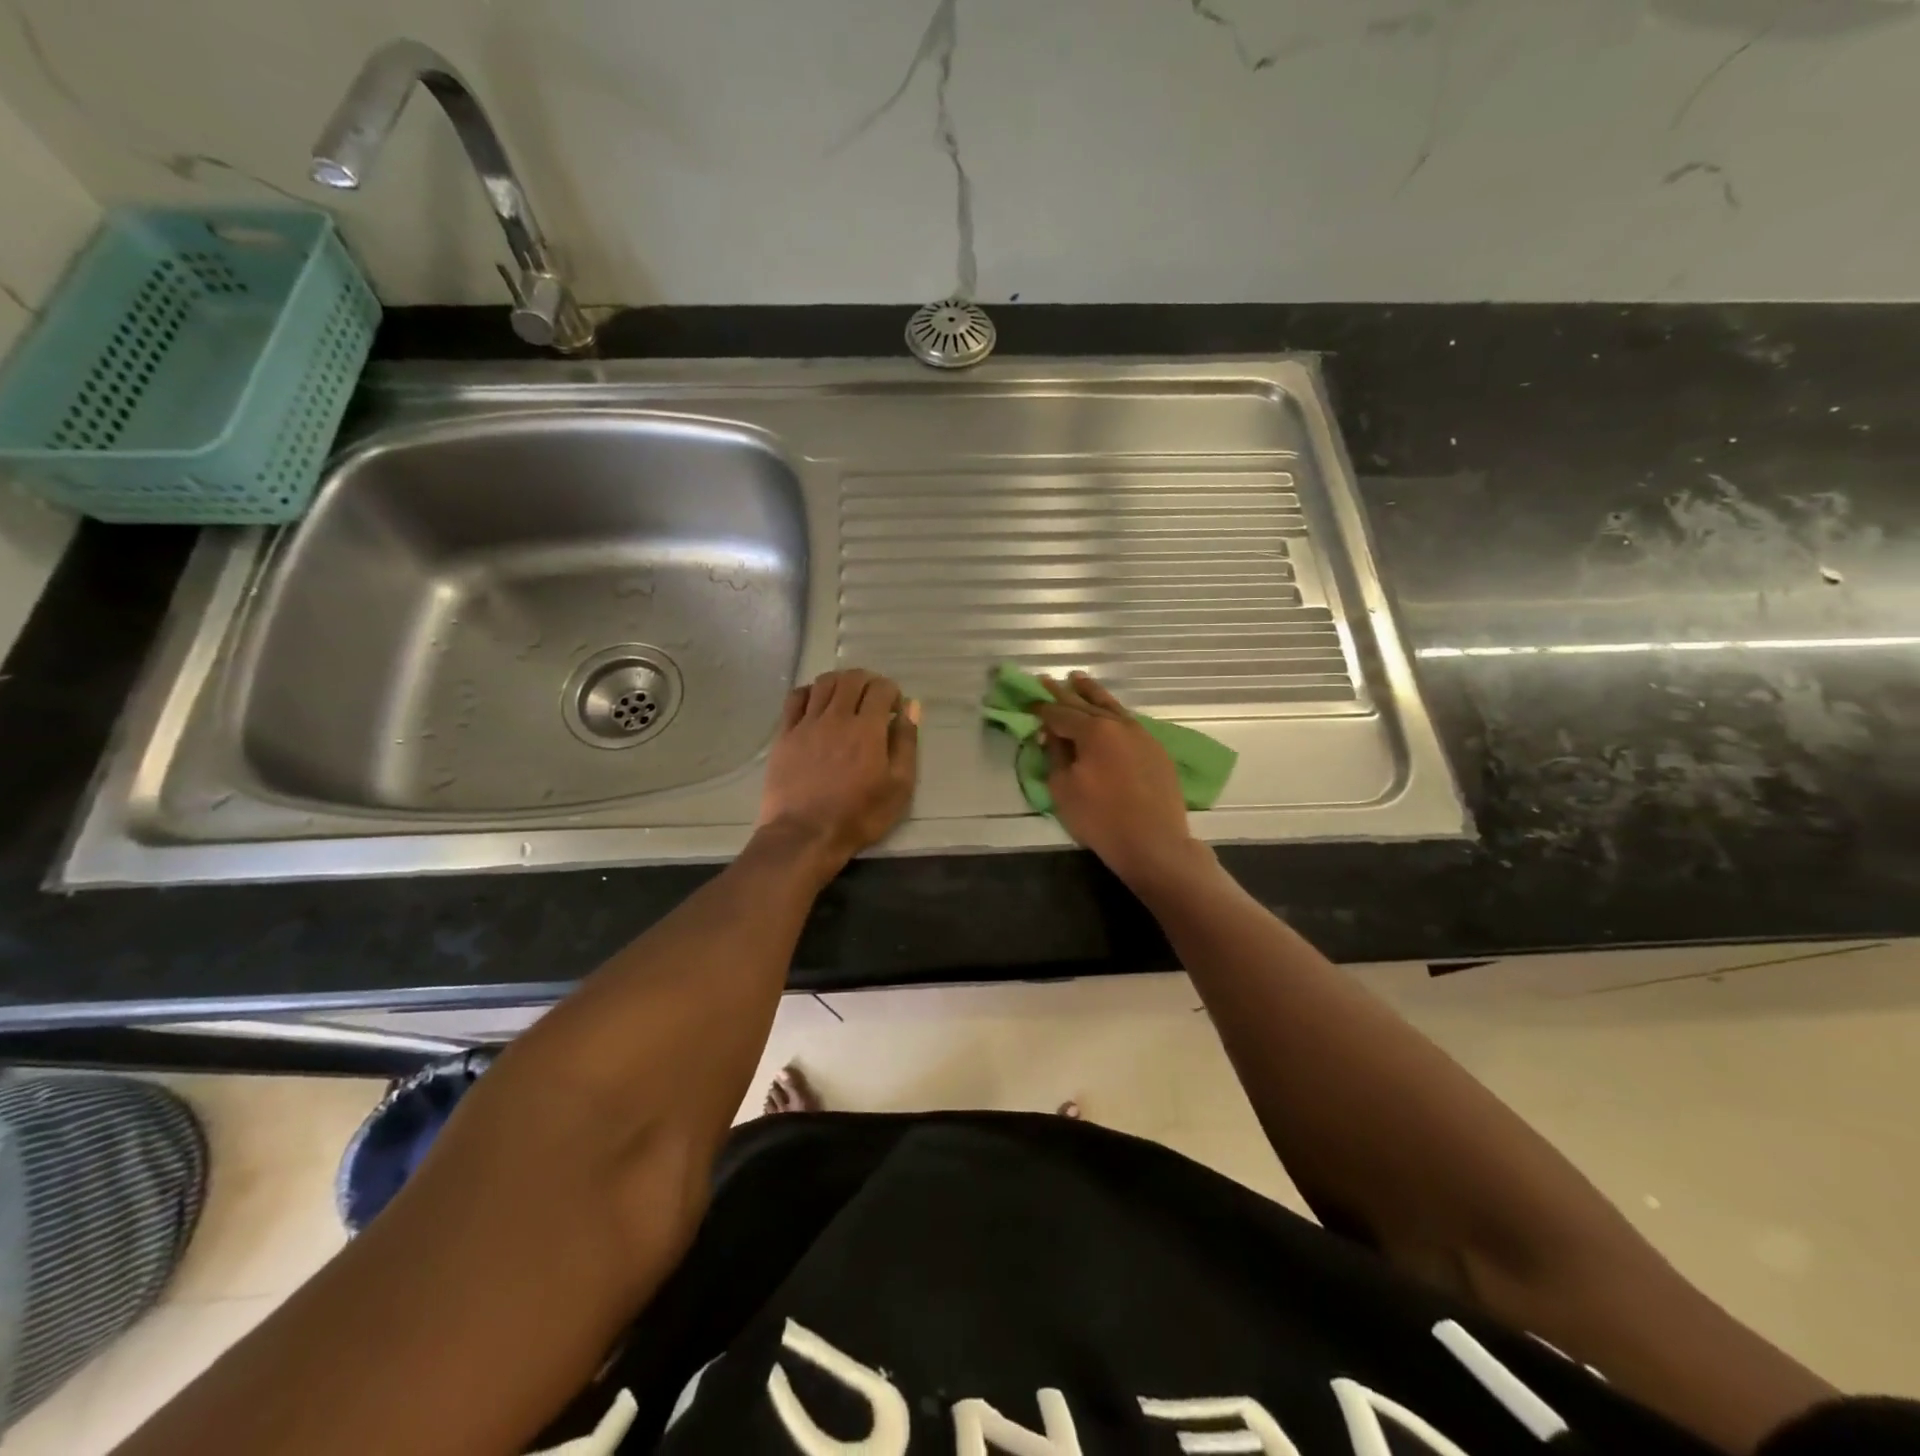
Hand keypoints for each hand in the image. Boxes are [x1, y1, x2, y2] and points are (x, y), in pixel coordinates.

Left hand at [756, 668, 918, 870]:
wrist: (804, 835)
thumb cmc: (859, 815)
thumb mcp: (899, 787)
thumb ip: (906, 744)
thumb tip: (911, 709)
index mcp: (868, 728)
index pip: (881, 688)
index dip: (892, 692)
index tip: (895, 710)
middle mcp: (837, 717)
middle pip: (852, 678)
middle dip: (868, 681)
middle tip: (873, 700)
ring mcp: (807, 724)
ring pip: (823, 683)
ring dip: (840, 682)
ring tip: (846, 698)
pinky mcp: (785, 735)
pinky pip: (795, 698)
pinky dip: (810, 692)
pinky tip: (816, 703)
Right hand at [1036, 672, 1204, 889]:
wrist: (1154, 843)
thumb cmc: (1101, 819)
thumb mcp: (1064, 789)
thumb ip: (1055, 755)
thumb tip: (1052, 734)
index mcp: (1093, 730)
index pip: (1060, 714)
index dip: (1041, 709)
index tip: (1028, 704)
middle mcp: (1119, 724)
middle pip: (1086, 703)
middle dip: (1063, 693)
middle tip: (1046, 680)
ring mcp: (1142, 735)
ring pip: (1112, 707)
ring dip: (1092, 693)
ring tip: (1078, 680)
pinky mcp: (1156, 750)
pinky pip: (1128, 722)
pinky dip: (1112, 713)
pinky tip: (1107, 712)